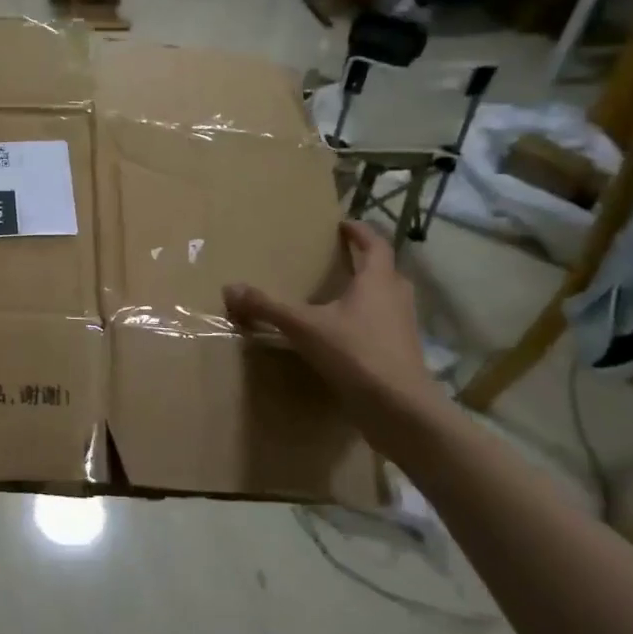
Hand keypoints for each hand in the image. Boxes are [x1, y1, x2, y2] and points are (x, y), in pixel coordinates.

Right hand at [223, 222, 435, 415]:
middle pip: (386, 271)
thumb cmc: (356, 354)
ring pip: (388, 300)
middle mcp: (396, 299)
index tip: (343, 224)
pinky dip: (367, 323)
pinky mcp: (401, 355)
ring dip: (369, 293)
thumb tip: (230, 288)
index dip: (360, 232)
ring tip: (340, 296)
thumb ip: (267, 307)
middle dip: (366, 262)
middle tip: (341, 259)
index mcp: (378, 282)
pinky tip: (344, 335)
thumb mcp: (304, 327)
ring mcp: (403, 329)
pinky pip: (384, 327)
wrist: (401, 410)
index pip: (375, 245)